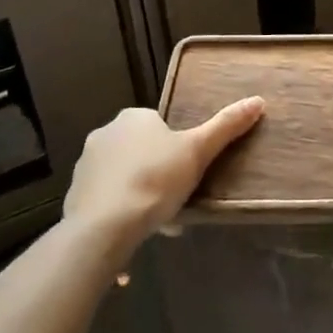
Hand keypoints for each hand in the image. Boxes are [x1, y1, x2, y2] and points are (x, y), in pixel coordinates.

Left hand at [62, 98, 264, 246]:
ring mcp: (86, 165)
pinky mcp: (74, 195)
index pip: (160, 125)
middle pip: (141, 150)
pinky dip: (120, 210)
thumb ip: (226, 126)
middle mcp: (105, 133)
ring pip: (123, 175)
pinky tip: (135, 231)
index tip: (189, 171)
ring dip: (139, 192)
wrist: (104, 226)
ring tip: (160, 221)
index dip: (177, 148)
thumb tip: (258, 100)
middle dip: (158, 172)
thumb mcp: (198, 151)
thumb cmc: (156, 179)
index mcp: (134, 117)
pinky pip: (106, 198)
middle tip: (178, 198)